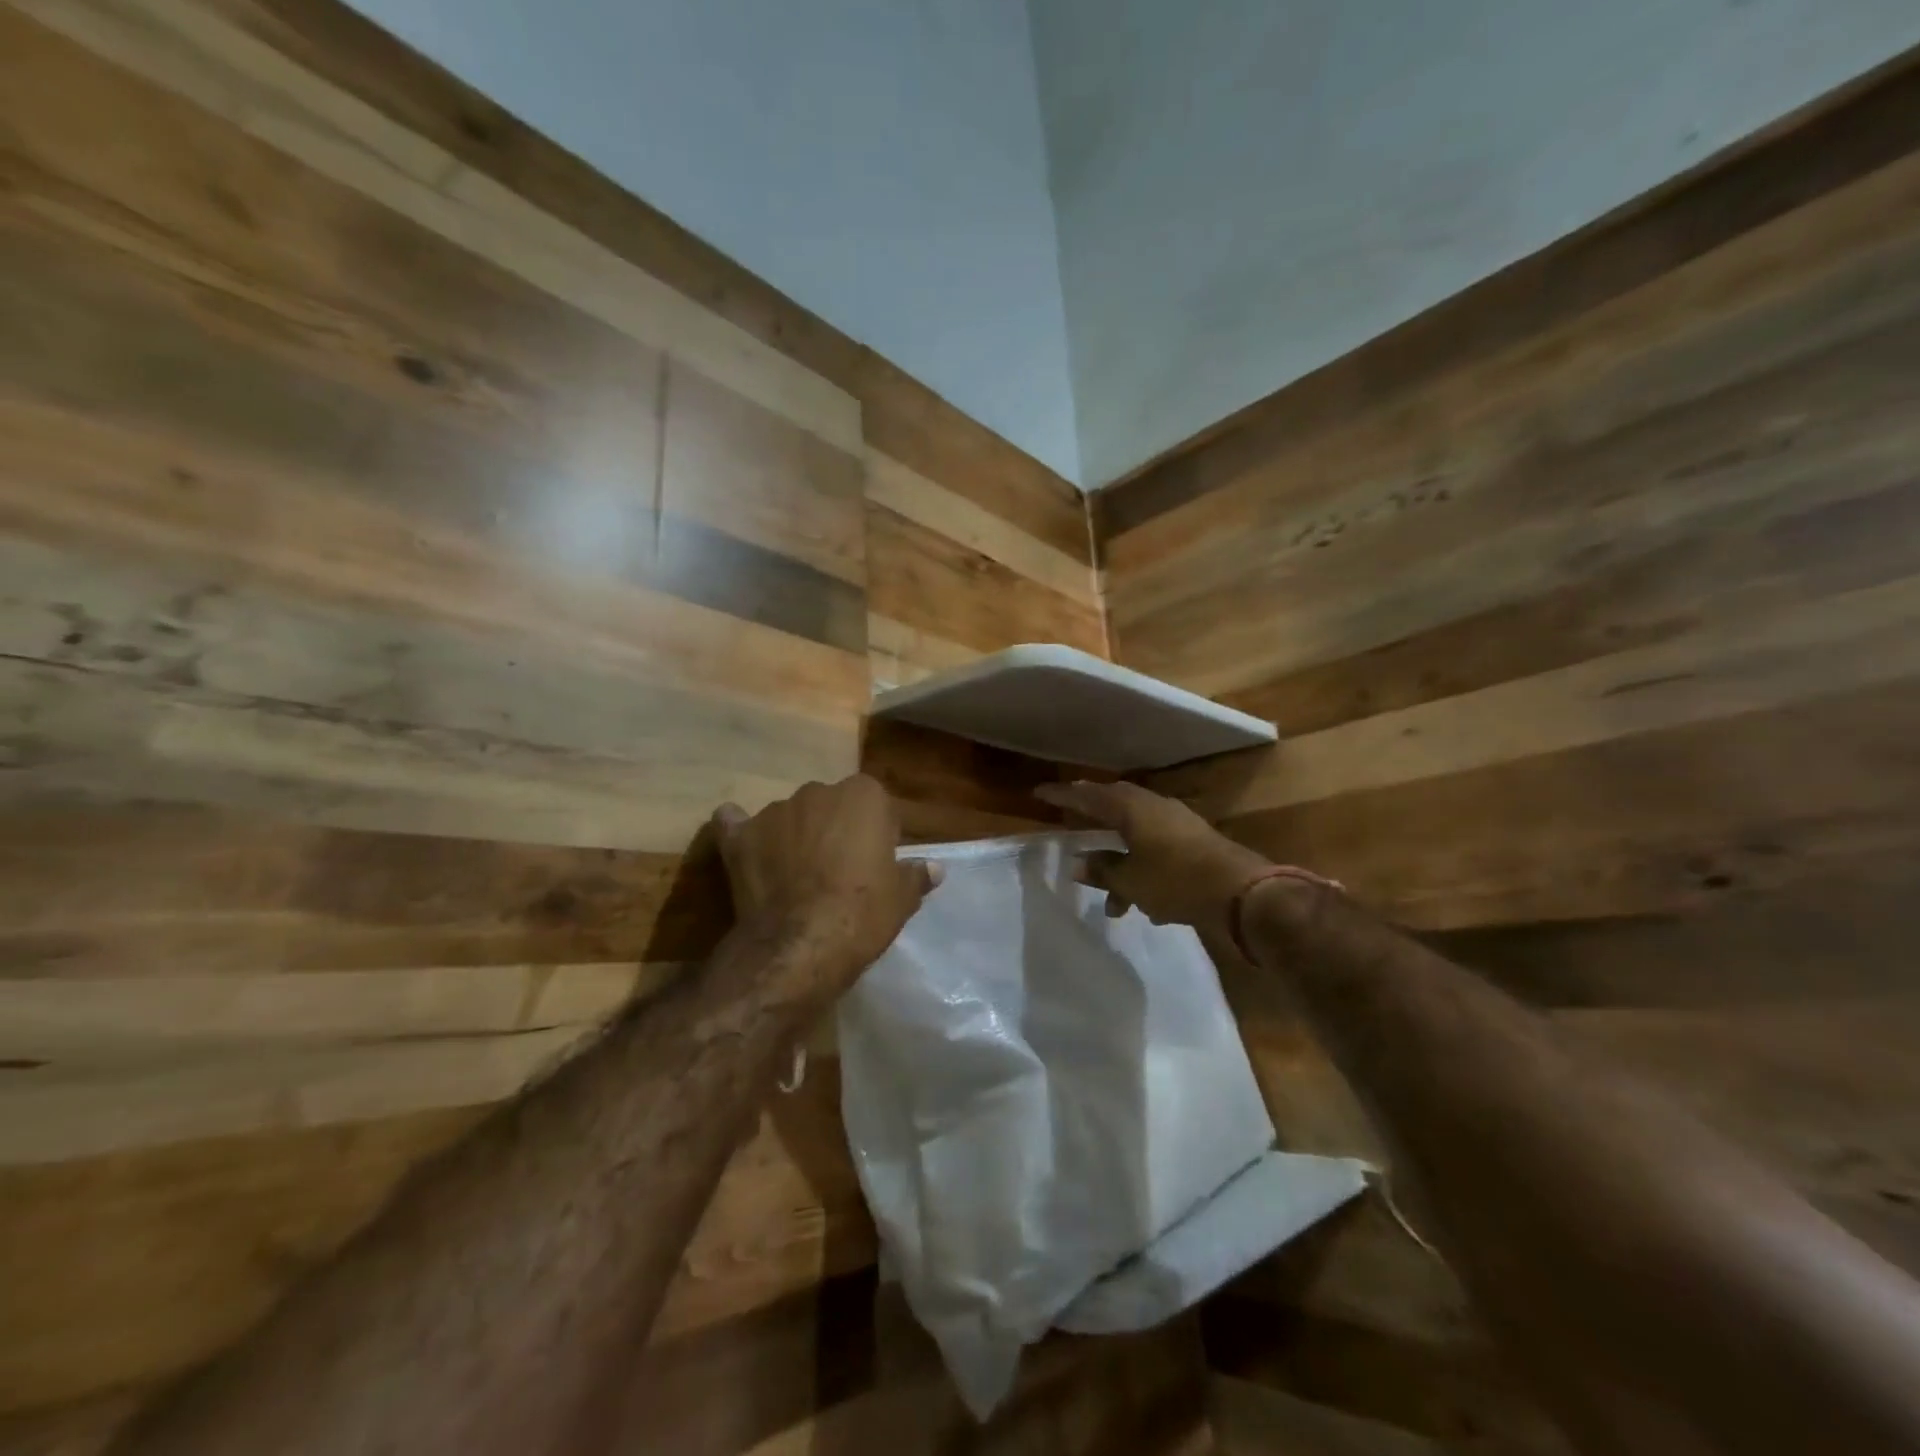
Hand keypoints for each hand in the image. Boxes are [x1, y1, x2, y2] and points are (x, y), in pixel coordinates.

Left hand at [712, 775, 939, 989]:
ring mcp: (774, 811)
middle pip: (829, 806)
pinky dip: (741, 833)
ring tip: (793, 878)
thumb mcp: (901, 899)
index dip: (875, 834)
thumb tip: (935, 868)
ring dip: (793, 836)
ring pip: (789, 817)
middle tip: (837, 871)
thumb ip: (916, 876)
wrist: (800, 945)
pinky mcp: (740, 835)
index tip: (874, 863)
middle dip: (833, 830)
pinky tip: (744, 850)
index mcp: (863, 795)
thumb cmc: (862, 914)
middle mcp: (818, 791)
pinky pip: (736, 824)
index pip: (875, 804)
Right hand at [1034, 780, 1270, 939]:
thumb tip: (1078, 863)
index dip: (1062, 797)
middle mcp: (1153, 807)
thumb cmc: (1176, 880)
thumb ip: (1102, 870)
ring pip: (1135, 834)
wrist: (1242, 892)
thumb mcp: (1131, 880)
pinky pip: (1156, 848)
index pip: (1088, 797)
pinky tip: (1143, 903)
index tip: (1039, 794)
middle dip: (1092, 818)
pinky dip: (1142, 868)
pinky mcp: (1194, 841)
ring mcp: (1177, 822)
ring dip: (1119, 862)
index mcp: (1132, 809)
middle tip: (1072, 820)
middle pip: (1114, 806)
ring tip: (1111, 900)